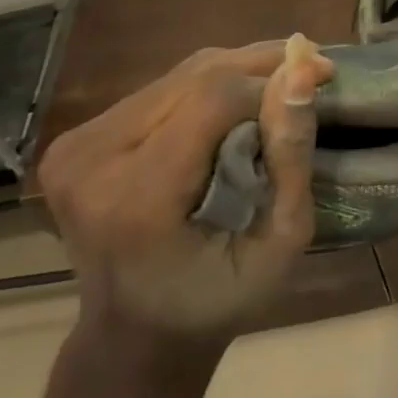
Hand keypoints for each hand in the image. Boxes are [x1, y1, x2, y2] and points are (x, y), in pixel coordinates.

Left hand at [35, 35, 334, 347]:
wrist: (136, 331)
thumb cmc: (218, 298)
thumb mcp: (280, 242)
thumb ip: (290, 157)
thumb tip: (303, 71)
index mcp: (137, 199)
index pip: (212, 99)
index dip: (271, 80)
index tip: (323, 78)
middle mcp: (92, 161)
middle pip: (194, 77)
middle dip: (260, 66)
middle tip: (314, 69)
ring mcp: (75, 148)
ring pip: (177, 75)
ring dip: (236, 72)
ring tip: (282, 82)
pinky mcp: (74, 140)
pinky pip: (159, 90)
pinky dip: (206, 88)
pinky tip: (238, 102)